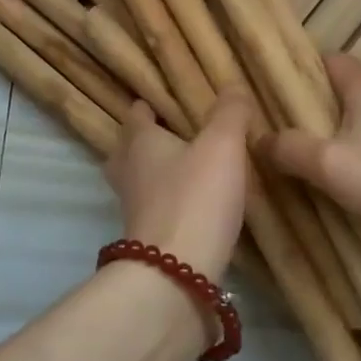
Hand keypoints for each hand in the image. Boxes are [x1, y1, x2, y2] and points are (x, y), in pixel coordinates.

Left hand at [103, 87, 252, 281]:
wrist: (176, 275)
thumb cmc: (196, 197)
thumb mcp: (222, 145)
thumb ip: (230, 113)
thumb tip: (233, 85)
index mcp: (140, 142)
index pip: (136, 114)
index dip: (148, 105)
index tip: (165, 100)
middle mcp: (129, 172)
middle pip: (127, 149)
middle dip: (143, 141)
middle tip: (172, 135)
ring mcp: (133, 209)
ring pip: (136, 181)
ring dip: (154, 174)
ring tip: (184, 170)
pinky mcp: (145, 240)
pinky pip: (152, 210)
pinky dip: (166, 203)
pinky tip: (192, 206)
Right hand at [262, 55, 360, 276]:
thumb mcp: (328, 165)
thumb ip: (288, 147)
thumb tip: (258, 137)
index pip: (325, 58)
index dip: (296, 70)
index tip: (268, 92)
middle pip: (339, 89)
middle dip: (308, 107)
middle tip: (276, 130)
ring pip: (357, 118)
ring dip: (331, 133)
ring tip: (301, 157)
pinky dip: (355, 151)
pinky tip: (342, 179)